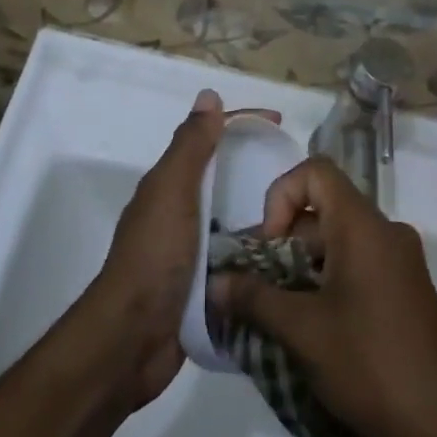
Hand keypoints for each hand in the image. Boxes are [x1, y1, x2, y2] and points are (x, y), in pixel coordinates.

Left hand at [85, 89, 277, 410]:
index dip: (243, 125)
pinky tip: (287, 257)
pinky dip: (258, 255)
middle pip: (224, 179)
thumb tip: (209, 95)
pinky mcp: (203, 288)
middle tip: (302, 177)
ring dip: (263, 216)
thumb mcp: (173, 192)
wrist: (130, 341)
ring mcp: (190, 252)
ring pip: (233, 221)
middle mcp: (179, 213)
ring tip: (306, 217)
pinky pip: (237, 260)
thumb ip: (191, 146)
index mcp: (169, 186)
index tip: (282, 125)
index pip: (210, 140)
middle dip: (258, 171)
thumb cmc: (153, 257)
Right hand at [210, 157, 436, 436]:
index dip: (282, 195)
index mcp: (363, 226)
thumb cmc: (368, 364)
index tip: (269, 246)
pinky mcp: (407, 291)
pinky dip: (329, 281)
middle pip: (324, 209)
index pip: (316, 172)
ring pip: (340, 240)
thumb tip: (215, 282)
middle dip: (284, 241)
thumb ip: (254, 298)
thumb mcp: (301, 331)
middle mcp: (386, 231)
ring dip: (304, 266)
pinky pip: (359, 264)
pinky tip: (313, 328)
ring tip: (280, 313)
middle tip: (260, 286)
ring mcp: (401, 262)